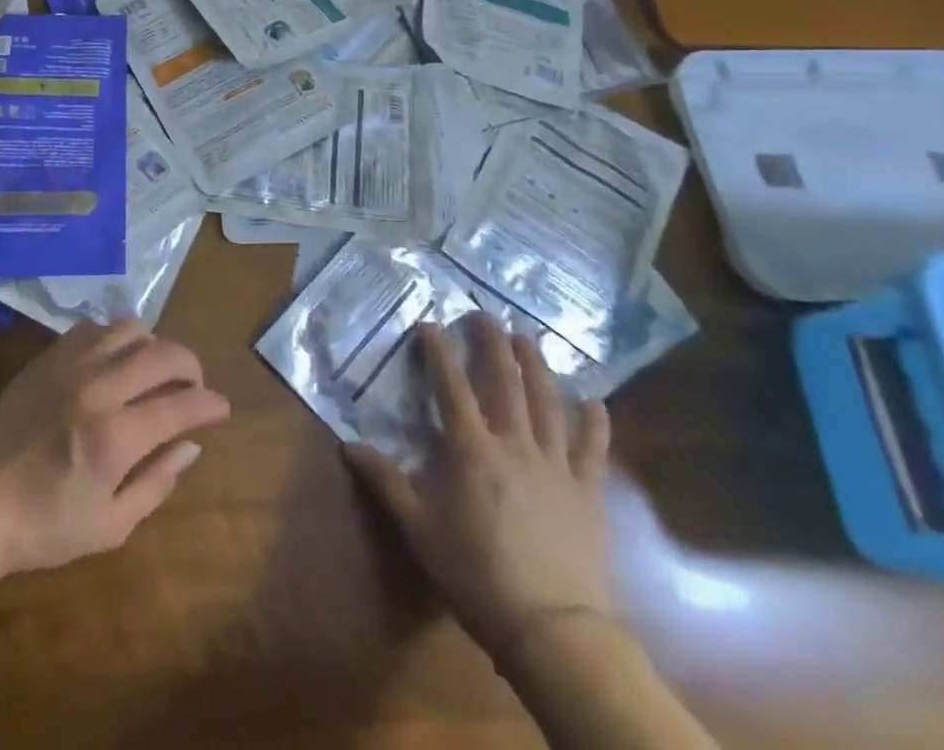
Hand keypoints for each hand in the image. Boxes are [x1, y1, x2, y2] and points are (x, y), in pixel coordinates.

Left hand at [0, 318, 230, 579]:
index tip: (221, 408)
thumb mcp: (110, 526)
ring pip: (129, 328)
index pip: (180, 404)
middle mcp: (98, 389)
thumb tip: (191, 445)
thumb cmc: (44, 525)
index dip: (209, 403)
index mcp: (116, 437)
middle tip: (194, 385)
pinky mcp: (48, 357)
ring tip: (154, 369)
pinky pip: (93, 328)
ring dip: (153, 345)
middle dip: (190, 365)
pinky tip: (114, 360)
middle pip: (162, 353)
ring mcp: (70, 366)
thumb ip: (157, 482)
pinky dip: (115, 337)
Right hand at [347, 314, 611, 664]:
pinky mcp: (587, 492)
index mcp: (472, 450)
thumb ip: (386, 482)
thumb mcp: (419, 529)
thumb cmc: (476, 574)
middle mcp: (515, 445)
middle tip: (485, 315)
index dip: (439, 352)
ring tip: (529, 337)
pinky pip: (593, 449)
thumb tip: (347, 445)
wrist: (552, 628)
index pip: (451, 387)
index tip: (430, 323)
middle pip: (505, 383)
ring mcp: (556, 466)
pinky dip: (595, 423)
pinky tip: (595, 401)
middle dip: (493, 344)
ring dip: (537, 366)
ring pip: (547, 403)